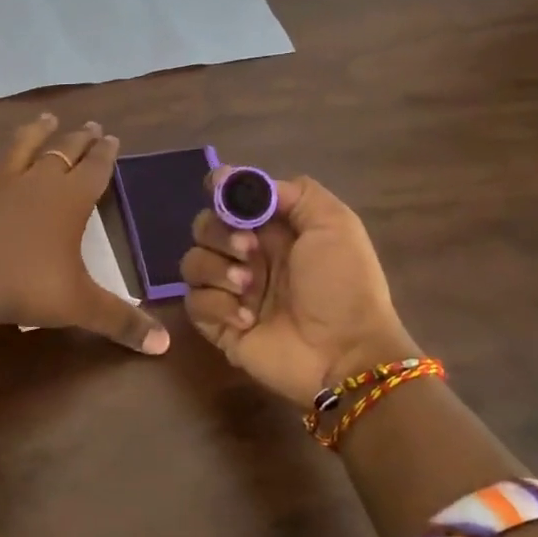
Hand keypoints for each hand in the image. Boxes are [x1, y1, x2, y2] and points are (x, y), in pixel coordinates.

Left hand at [0, 114, 169, 354]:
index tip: (112, 138)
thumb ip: (123, 322)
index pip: (96, 169)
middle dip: (79, 139)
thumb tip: (164, 346)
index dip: (106, 154)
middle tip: (90, 126)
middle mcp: (38, 183)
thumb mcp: (82, 306)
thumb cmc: (30, 288)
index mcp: (71, 200)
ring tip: (47, 118)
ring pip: (20, 149)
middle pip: (63, 152)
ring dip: (35, 133)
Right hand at [180, 171, 414, 403]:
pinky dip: (217, 306)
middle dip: (219, 233)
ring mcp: (232, 291)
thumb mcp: (334, 225)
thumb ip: (294, 193)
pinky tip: (246, 319)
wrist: (345, 354)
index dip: (219, 190)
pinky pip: (193, 302)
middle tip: (249, 251)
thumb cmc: (344, 285)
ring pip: (192, 262)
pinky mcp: (219, 325)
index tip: (217, 187)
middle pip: (204, 226)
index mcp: (275, 229)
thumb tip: (244, 183)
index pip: (231, 199)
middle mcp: (249, 256)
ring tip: (248, 289)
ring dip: (216, 270)